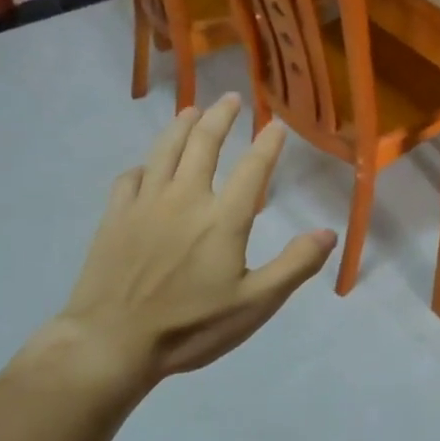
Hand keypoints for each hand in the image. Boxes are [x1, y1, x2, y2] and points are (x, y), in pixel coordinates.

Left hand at [17, 94, 335, 398]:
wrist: (111, 342)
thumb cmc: (190, 327)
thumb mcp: (254, 305)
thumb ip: (294, 266)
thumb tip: (328, 233)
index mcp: (223, 218)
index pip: (252, 168)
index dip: (268, 143)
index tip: (277, 125)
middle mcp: (185, 198)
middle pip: (204, 143)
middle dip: (220, 116)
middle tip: (230, 98)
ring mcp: (145, 203)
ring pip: (165, 150)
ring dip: (181, 126)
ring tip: (192, 110)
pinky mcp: (115, 216)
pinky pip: (130, 177)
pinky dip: (144, 165)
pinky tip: (147, 167)